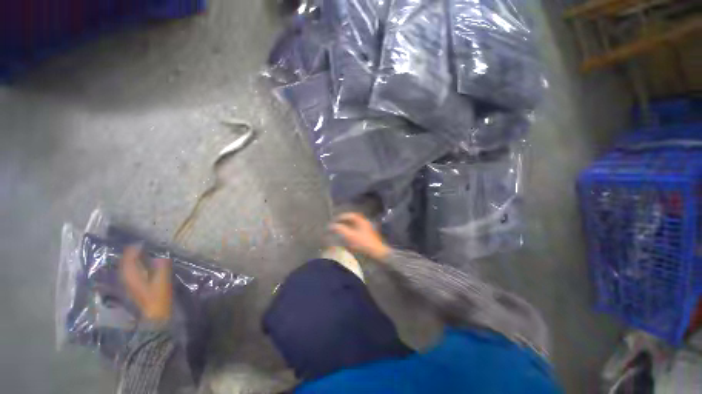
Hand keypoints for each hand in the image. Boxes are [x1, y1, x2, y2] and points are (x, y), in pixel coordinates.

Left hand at [119, 246, 172, 322]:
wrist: (154, 316)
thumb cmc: (158, 298)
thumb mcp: (162, 282)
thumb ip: (162, 268)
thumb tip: (160, 256)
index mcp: (132, 276)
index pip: (129, 259)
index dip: (133, 250)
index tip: (141, 243)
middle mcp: (127, 279)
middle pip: (125, 263)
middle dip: (130, 253)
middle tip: (140, 246)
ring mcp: (129, 284)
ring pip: (126, 268)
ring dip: (131, 260)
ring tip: (140, 253)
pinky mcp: (133, 288)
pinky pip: (130, 273)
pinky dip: (134, 266)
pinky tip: (140, 265)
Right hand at [330, 212, 389, 260]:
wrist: (377, 253)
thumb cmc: (363, 243)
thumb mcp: (349, 236)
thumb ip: (339, 229)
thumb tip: (331, 226)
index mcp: (361, 220)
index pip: (349, 215)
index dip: (340, 217)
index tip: (334, 222)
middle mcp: (365, 223)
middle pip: (352, 220)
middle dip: (343, 223)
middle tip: (336, 227)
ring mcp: (367, 230)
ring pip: (355, 227)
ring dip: (347, 229)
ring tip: (340, 233)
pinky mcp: (368, 238)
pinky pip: (357, 233)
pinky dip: (351, 235)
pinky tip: (347, 240)